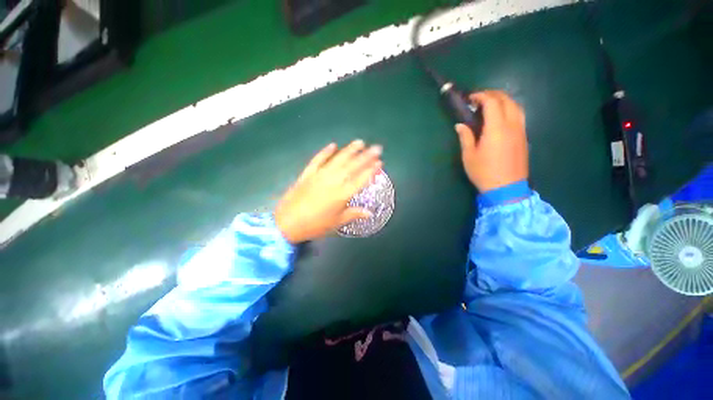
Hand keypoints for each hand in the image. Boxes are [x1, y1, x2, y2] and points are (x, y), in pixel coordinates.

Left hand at [275, 140, 382, 243]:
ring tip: (360, 142)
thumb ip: (354, 214)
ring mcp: (319, 175)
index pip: (360, 179)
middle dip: (366, 156)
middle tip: (377, 148)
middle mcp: (333, 181)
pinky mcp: (307, 173)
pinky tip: (333, 145)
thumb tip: (370, 212)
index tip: (380, 163)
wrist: (287, 223)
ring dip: (349, 150)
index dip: (371, 171)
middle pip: (352, 166)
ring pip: (337, 160)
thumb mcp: (337, 222)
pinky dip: (325, 152)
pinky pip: (317, 160)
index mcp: (342, 195)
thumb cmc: (315, 225)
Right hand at [454, 90, 528, 192]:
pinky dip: (510, 109)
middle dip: (492, 94)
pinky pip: (520, 115)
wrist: (506, 188)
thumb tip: (460, 125)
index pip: (492, 102)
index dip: (481, 96)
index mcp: (496, 129)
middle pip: (506, 100)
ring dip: (503, 100)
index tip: (470, 98)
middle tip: (479, 99)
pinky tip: (500, 117)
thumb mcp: (469, 156)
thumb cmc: (484, 172)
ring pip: (516, 106)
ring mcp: (521, 130)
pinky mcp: (524, 137)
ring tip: (490, 105)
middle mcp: (512, 125)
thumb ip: (465, 137)